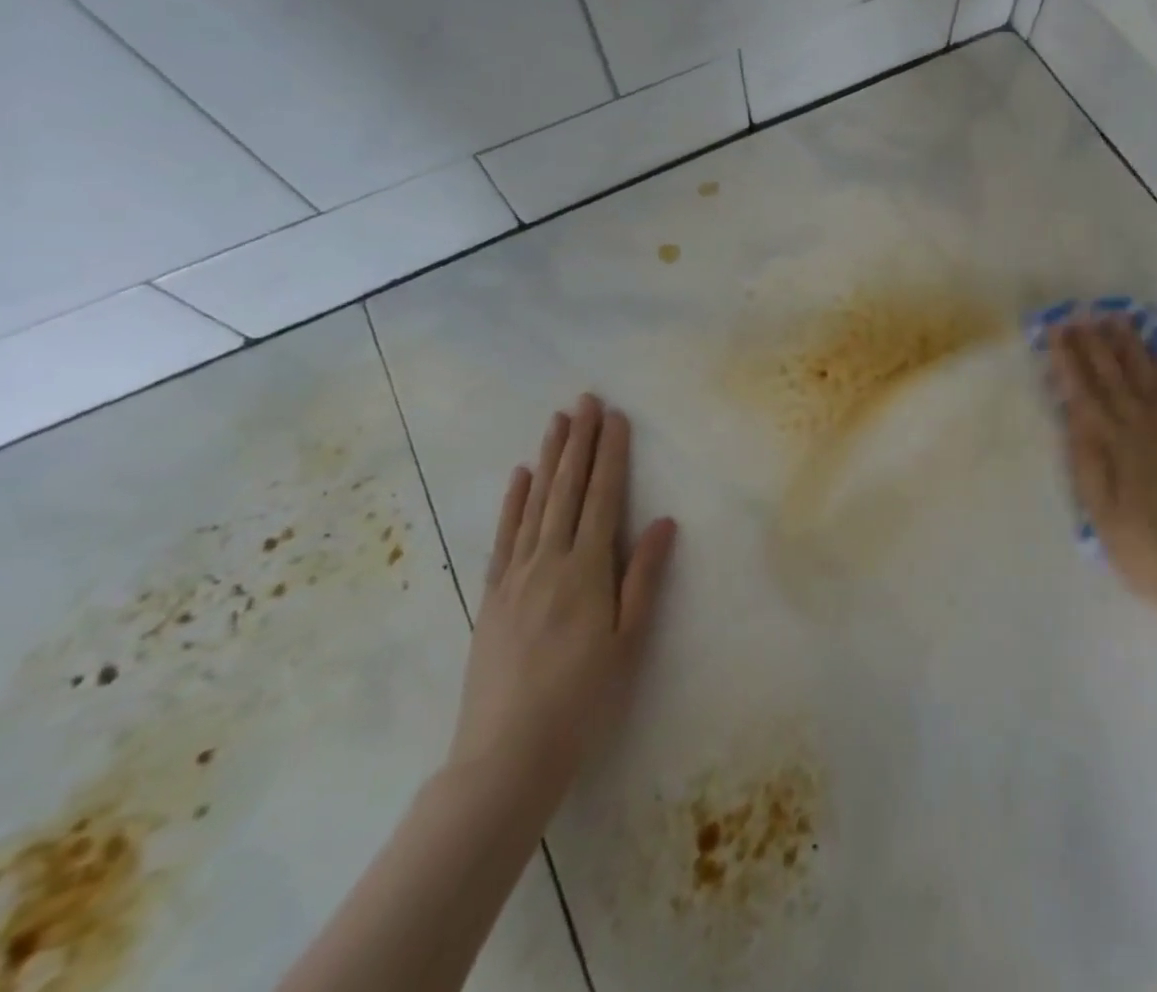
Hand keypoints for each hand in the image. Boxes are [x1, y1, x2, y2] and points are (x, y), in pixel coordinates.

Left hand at [446, 394, 677, 815]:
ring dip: (548, 458)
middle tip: (586, 400)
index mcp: (586, 571)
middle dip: (579, 441)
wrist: (505, 757)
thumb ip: (644, 578)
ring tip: (557, 421)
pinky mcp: (492, 594)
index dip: (610, 455)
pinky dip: (513, 501)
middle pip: (567, 489)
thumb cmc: (582, 702)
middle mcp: (548, 561)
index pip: (602, 498)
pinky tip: (520, 476)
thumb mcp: (627, 643)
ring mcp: (515, 576)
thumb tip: (664, 521)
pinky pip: (504, 535)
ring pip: (535, 503)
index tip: (615, 418)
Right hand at [1050, 319, 1156, 633]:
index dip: (1069, 361)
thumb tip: (1074, 418)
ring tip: (1119, 321)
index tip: (1056, 331)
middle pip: (1118, 379)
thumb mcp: (1102, 518)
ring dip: (1134, 349)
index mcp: (1118, 449)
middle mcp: (1149, 432)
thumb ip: (1088, 465)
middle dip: (1097, 345)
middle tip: (1082, 313)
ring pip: (1153, 380)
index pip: (1087, 394)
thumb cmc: (1147, 556)